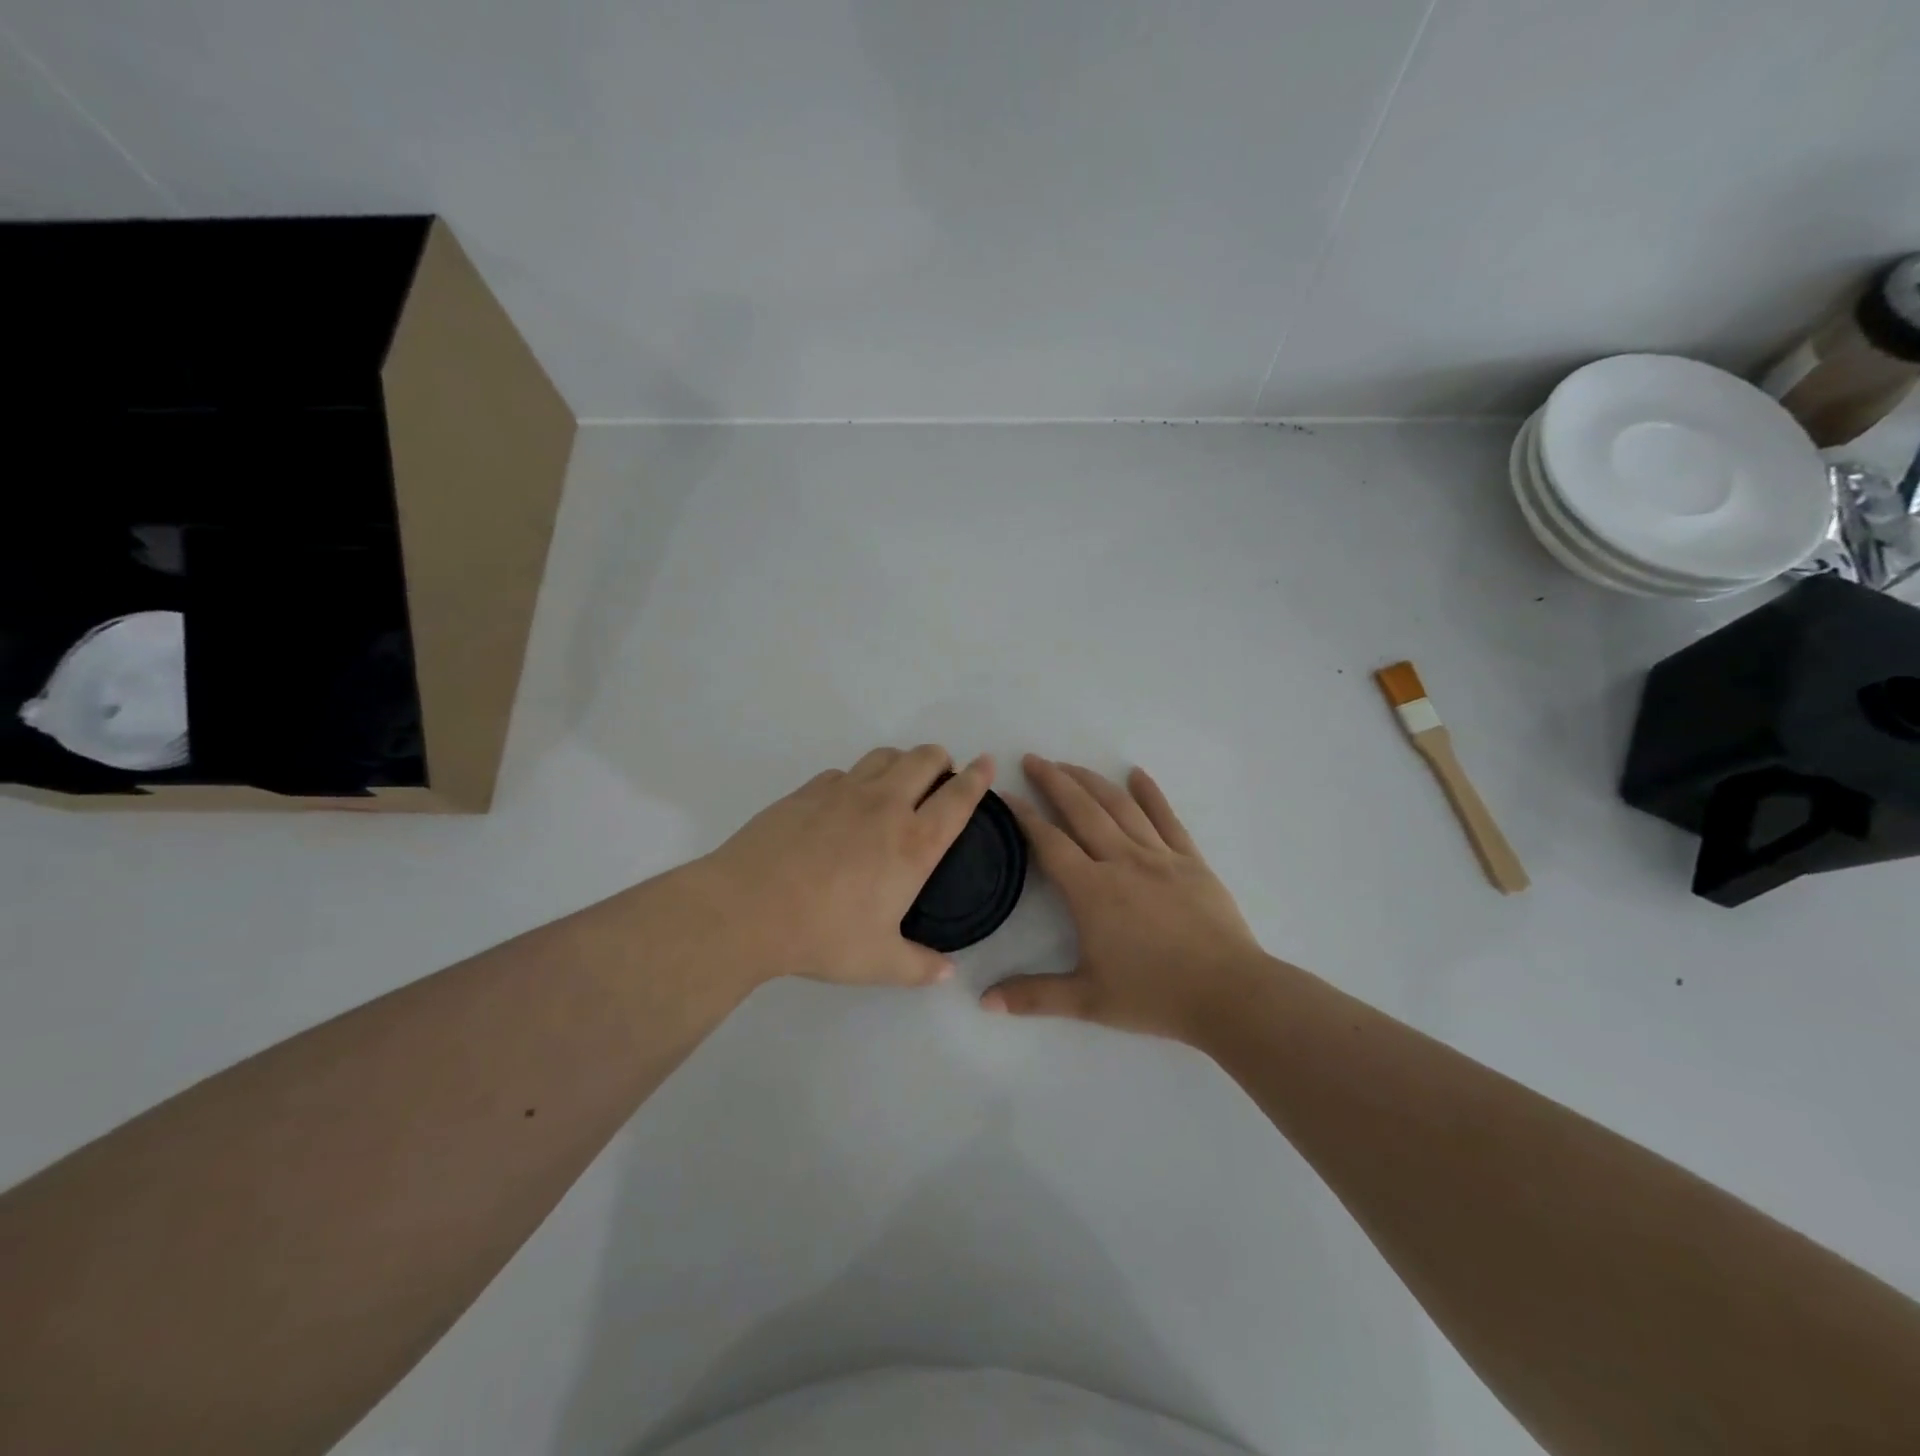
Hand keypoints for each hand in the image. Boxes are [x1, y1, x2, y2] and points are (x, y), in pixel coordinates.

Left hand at [691, 745, 992, 987]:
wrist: (747, 908)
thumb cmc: (823, 935)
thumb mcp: (878, 962)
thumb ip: (919, 966)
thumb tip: (947, 973)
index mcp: (914, 843)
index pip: (959, 797)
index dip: (978, 776)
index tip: (987, 763)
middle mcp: (886, 806)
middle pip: (925, 759)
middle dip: (941, 759)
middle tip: (940, 776)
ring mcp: (844, 792)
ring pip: (885, 756)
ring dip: (901, 761)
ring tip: (898, 782)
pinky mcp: (808, 790)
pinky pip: (844, 772)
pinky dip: (858, 779)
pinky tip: (846, 803)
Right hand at [983, 756, 1266, 1041]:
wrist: (1229, 993)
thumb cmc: (1154, 995)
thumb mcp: (1087, 1001)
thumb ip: (1033, 997)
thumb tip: (984, 1002)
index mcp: (1091, 890)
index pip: (1049, 842)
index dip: (1024, 817)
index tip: (1005, 796)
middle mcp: (1121, 860)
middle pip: (1081, 809)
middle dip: (1053, 781)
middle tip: (1032, 760)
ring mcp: (1159, 855)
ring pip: (1119, 806)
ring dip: (1091, 780)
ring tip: (1070, 765)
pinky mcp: (1191, 859)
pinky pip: (1166, 817)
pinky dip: (1150, 792)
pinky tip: (1137, 774)